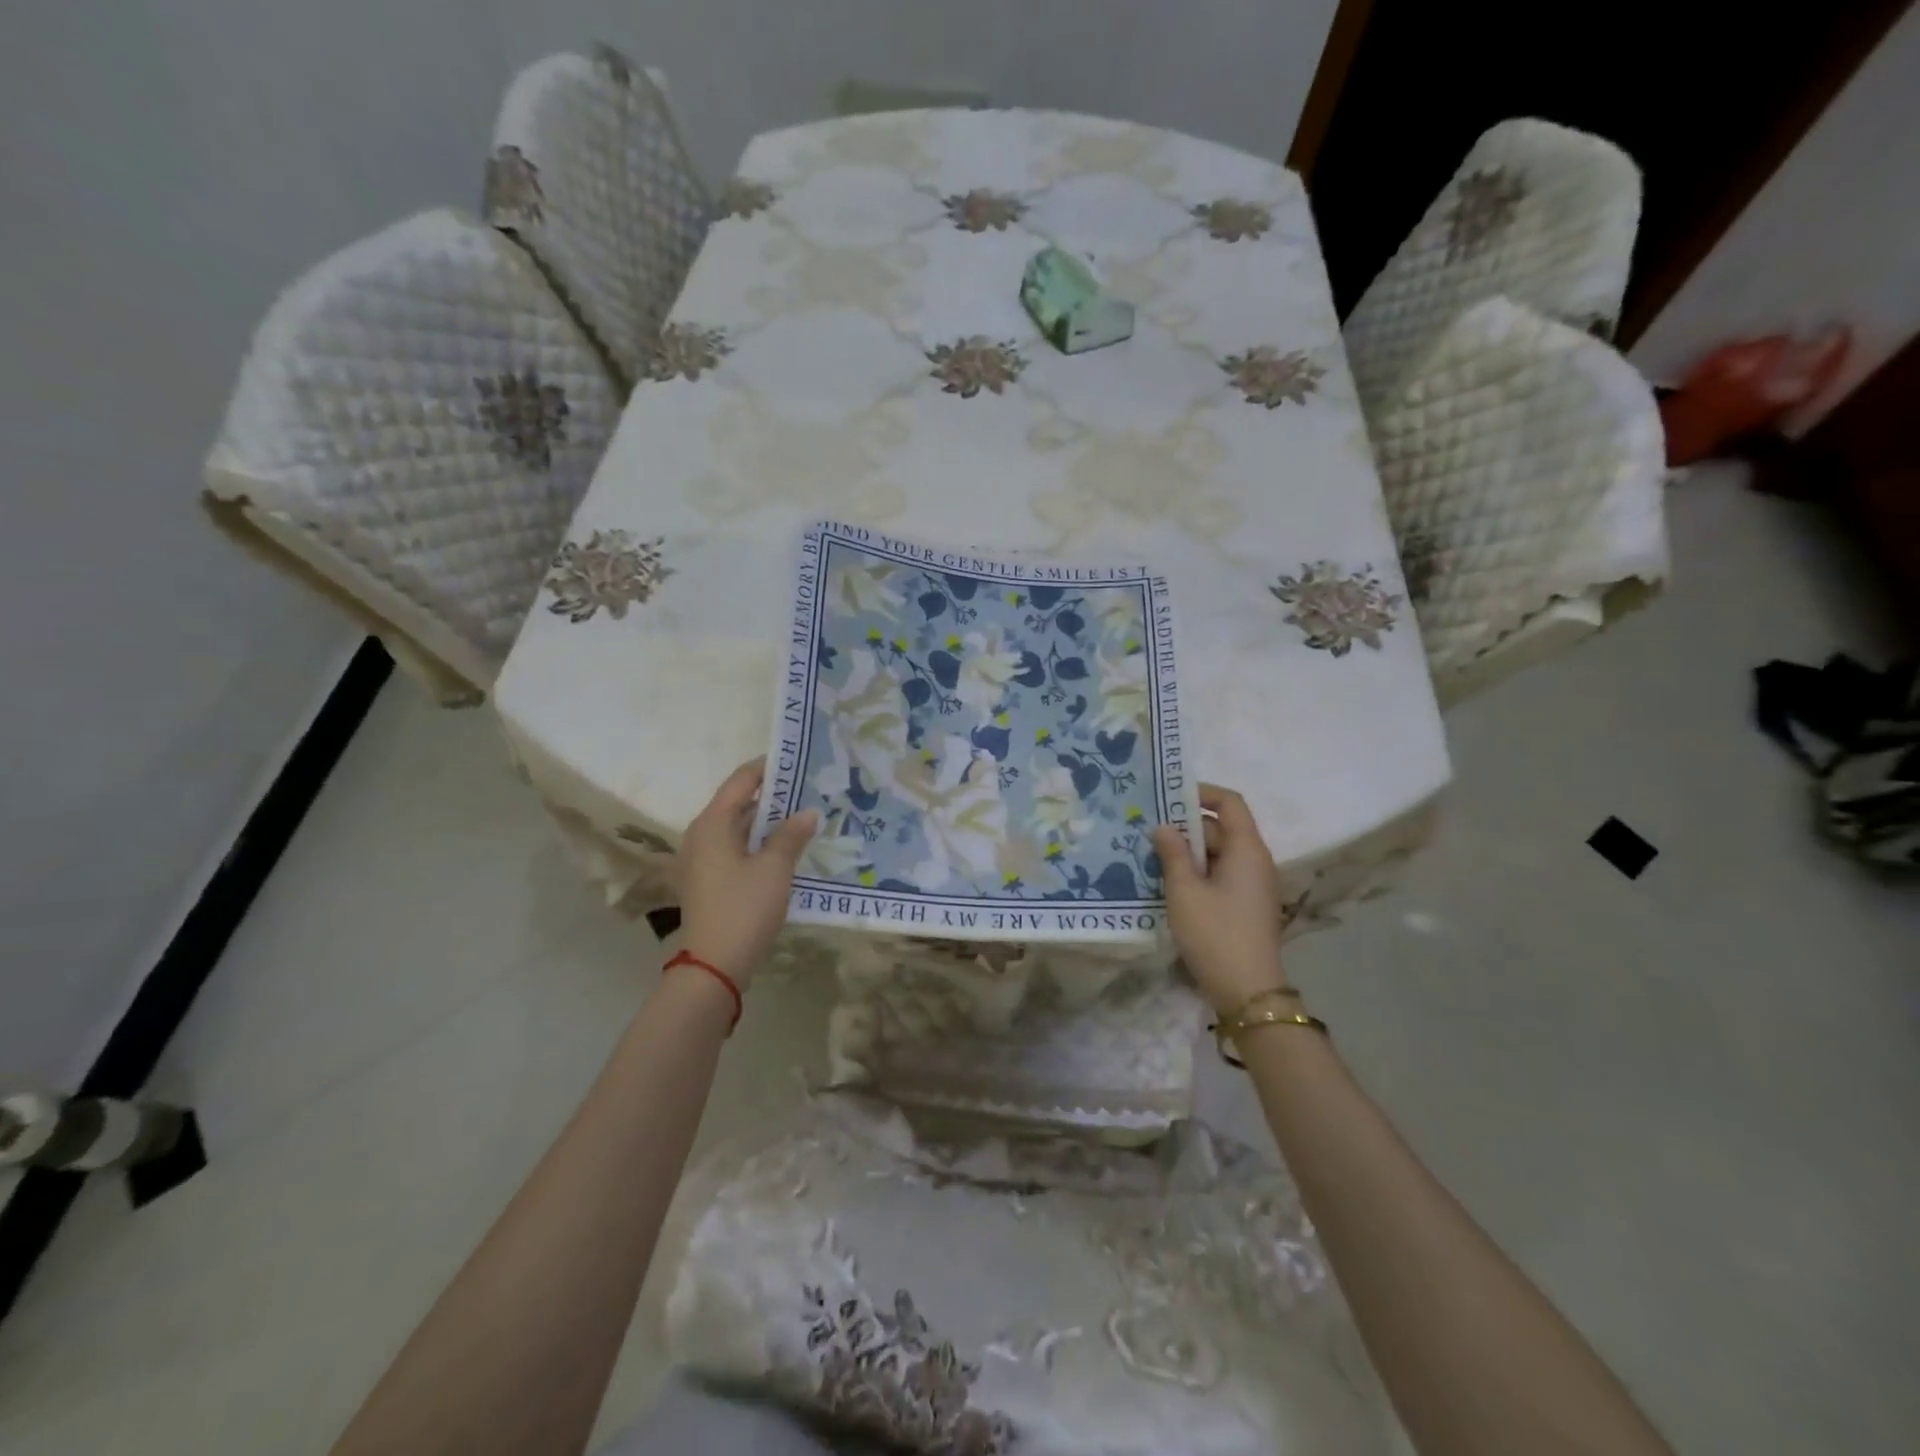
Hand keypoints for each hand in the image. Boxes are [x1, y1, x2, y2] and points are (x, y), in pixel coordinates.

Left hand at [677, 758, 817, 989]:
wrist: (714, 965)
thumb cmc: (744, 908)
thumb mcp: (775, 869)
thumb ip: (792, 835)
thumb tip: (808, 811)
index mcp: (712, 823)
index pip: (741, 780)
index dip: (768, 768)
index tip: (798, 761)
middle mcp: (701, 835)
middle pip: (738, 803)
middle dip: (773, 796)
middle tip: (809, 790)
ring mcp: (701, 859)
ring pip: (738, 828)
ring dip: (767, 822)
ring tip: (803, 816)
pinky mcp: (708, 880)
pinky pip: (735, 849)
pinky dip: (758, 843)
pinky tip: (786, 849)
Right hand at [1152, 784, 1290, 1011]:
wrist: (1248, 991)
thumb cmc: (1215, 934)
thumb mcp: (1184, 891)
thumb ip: (1173, 854)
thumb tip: (1164, 827)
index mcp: (1247, 849)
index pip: (1230, 803)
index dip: (1201, 793)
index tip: (1168, 797)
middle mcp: (1255, 861)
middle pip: (1222, 828)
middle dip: (1186, 826)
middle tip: (1148, 831)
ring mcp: (1252, 885)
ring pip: (1218, 854)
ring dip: (1188, 852)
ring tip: (1152, 856)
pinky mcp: (1245, 905)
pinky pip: (1220, 875)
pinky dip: (1197, 872)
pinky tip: (1169, 883)